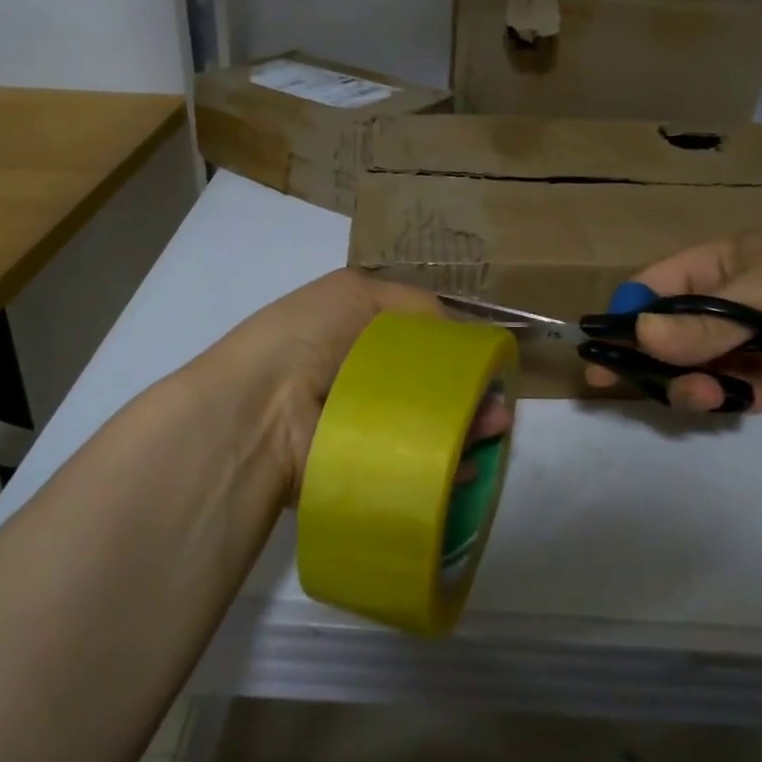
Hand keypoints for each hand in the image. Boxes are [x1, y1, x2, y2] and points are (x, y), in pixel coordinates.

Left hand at [207, 270, 512, 506]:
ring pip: (431, 426)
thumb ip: (414, 306)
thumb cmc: (309, 336)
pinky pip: (418, 464)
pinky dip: (447, 465)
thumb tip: (454, 331)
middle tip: (499, 402)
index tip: (487, 359)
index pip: (421, 341)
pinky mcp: (369, 468)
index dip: (456, 349)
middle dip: (469, 392)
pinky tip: (470, 462)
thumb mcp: (356, 292)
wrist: (262, 407)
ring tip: (496, 427)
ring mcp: (369, 427)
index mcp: (360, 336)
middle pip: (433, 386)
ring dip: (467, 427)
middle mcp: (366, 381)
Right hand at [586, 216, 761, 413]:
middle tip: (655, 392)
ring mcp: (758, 331)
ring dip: (700, 384)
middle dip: (661, 364)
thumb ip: (704, 325)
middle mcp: (728, 297)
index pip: (651, 291)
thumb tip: (640, 341)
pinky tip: (753, 401)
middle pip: (673, 335)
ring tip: (717, 399)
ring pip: (707, 364)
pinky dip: (740, 396)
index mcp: (715, 265)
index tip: (602, 358)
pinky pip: (745, 382)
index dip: (625, 322)